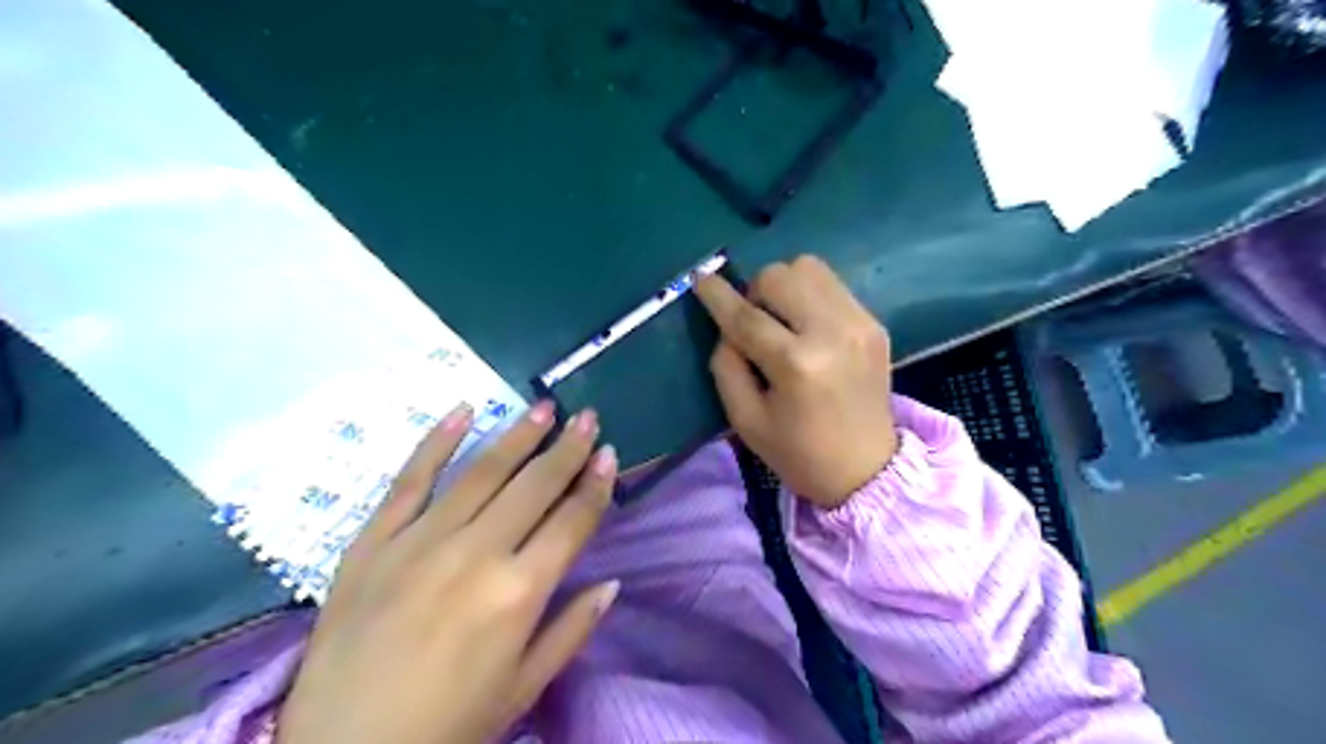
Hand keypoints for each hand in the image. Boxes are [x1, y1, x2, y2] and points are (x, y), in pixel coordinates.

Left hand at [278, 400, 621, 742]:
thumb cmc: (447, 727)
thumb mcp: (523, 689)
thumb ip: (571, 630)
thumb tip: (611, 584)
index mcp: (518, 592)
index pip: (572, 521)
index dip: (597, 485)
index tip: (610, 455)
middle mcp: (475, 553)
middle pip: (534, 485)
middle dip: (567, 448)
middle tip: (587, 417)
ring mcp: (419, 541)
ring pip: (481, 472)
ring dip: (518, 434)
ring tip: (544, 406)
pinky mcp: (372, 542)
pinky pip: (409, 480)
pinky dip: (436, 441)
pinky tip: (463, 410)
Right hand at [696, 255, 900, 511]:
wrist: (866, 469)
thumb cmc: (798, 452)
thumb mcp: (744, 419)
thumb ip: (726, 365)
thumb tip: (727, 327)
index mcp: (796, 365)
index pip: (746, 316)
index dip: (717, 295)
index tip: (700, 278)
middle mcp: (832, 332)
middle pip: (779, 276)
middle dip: (755, 292)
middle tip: (755, 323)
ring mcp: (859, 323)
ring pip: (809, 268)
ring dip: (784, 287)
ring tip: (783, 320)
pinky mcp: (875, 323)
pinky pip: (832, 285)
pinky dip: (810, 296)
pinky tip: (809, 328)